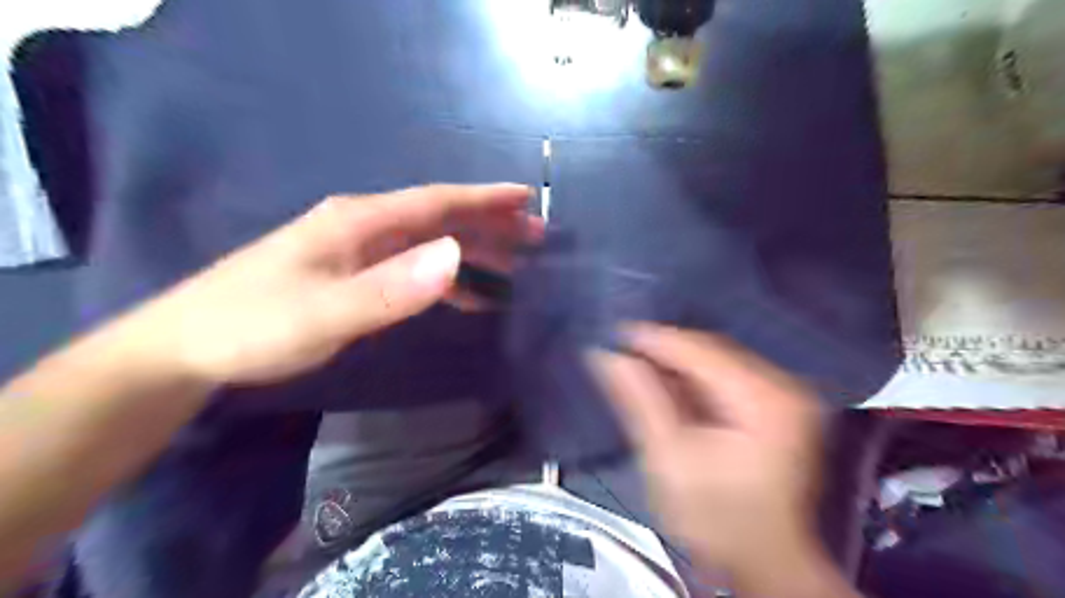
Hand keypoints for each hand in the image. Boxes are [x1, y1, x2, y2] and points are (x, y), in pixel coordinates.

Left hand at [133, 184, 543, 384]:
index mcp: (360, 222)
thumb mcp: (325, 313)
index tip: (526, 198)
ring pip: (431, 244)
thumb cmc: (255, 327)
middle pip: (440, 219)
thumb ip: (391, 288)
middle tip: (535, 239)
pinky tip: (469, 296)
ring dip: (475, 253)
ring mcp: (359, 252)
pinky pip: (416, 269)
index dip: (483, 200)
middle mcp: (364, 227)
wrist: (188, 348)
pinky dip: (448, 279)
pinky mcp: (355, 275)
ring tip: (515, 268)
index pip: (435, 202)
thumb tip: (456, 256)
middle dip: (490, 226)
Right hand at [591, 325, 831, 596]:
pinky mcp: (774, 407)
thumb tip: (608, 356)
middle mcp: (783, 387)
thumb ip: (640, 401)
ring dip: (675, 365)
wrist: (761, 564)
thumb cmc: (715, 521)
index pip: (700, 350)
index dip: (653, 340)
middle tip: (620, 353)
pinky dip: (691, 379)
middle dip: (663, 352)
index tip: (613, 334)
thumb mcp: (669, 460)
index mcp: (765, 399)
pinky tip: (665, 386)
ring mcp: (783, 396)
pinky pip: (724, 377)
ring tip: (635, 366)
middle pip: (711, 351)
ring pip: (716, 361)